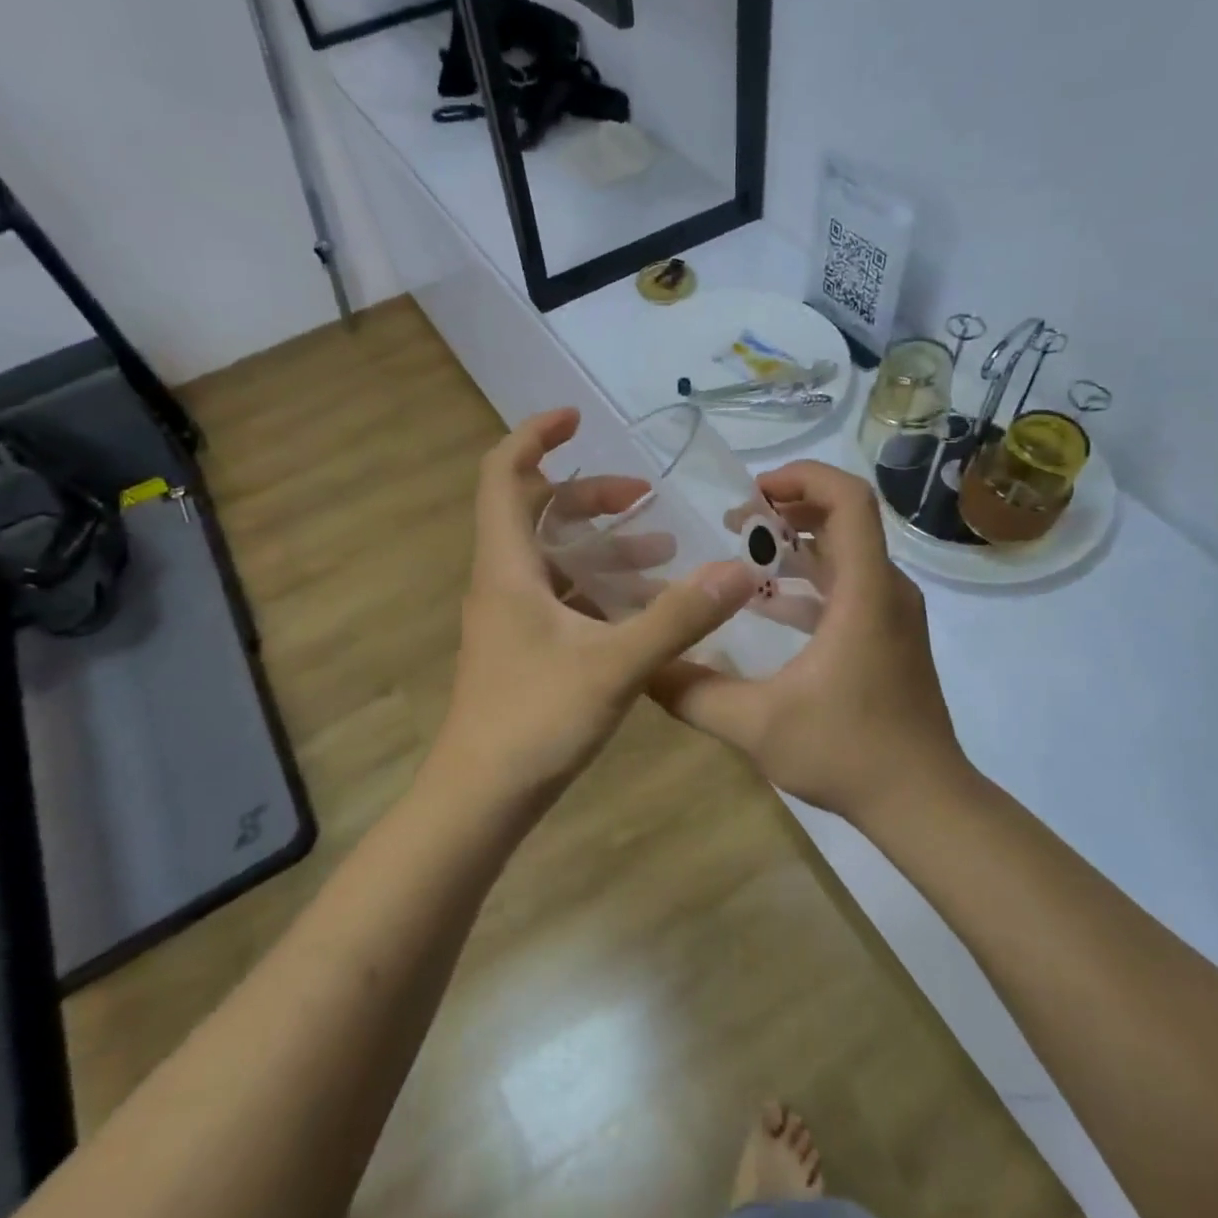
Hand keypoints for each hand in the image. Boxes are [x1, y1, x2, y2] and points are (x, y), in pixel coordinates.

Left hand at [434, 408, 756, 803]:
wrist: (480, 800)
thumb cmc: (535, 722)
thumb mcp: (616, 666)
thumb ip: (678, 617)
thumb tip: (738, 569)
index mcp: (507, 567)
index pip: (502, 475)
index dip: (534, 437)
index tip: (577, 418)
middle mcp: (502, 582)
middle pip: (535, 512)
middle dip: (589, 495)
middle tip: (642, 496)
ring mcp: (510, 619)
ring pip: (553, 558)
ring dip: (602, 546)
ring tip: (662, 550)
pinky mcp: (523, 649)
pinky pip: (562, 598)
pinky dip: (600, 588)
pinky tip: (644, 608)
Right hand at [650, 460, 967, 823]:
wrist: (923, 802)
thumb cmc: (847, 752)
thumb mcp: (756, 725)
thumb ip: (693, 693)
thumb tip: (641, 667)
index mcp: (864, 592)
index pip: (849, 499)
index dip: (803, 477)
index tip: (752, 492)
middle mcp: (886, 590)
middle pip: (844, 520)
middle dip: (787, 510)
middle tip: (732, 524)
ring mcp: (893, 614)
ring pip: (846, 555)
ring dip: (796, 547)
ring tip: (741, 557)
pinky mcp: (890, 637)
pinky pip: (849, 588)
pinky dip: (810, 583)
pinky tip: (767, 607)